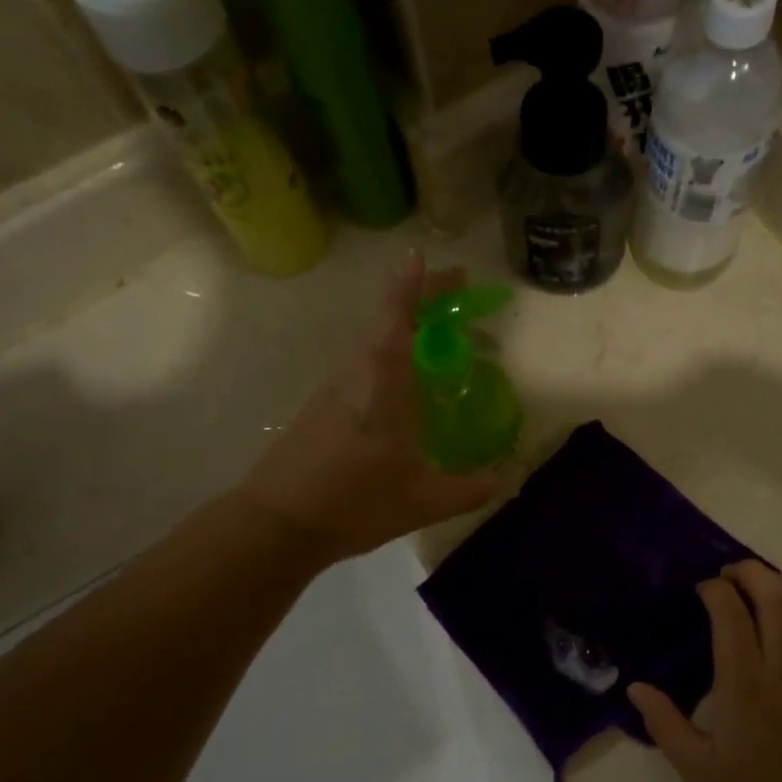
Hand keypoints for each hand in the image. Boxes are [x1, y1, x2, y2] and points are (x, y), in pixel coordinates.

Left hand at [238, 252, 499, 563]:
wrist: (276, 524)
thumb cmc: (352, 505)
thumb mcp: (421, 502)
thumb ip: (468, 489)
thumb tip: (505, 480)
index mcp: (382, 389)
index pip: (395, 323)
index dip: (409, 288)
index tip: (420, 256)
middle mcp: (354, 377)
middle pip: (386, 322)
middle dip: (421, 300)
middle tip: (457, 293)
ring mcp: (332, 391)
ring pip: (371, 343)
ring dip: (404, 327)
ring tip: (438, 334)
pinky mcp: (319, 408)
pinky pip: (360, 366)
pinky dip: (387, 355)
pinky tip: (403, 383)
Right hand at [629, 561, 781, 781]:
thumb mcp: (698, 771)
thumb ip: (665, 724)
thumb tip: (636, 688)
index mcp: (744, 681)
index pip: (728, 612)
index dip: (715, 590)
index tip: (704, 590)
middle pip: (775, 595)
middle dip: (752, 572)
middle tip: (736, 574)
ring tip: (781, 586)